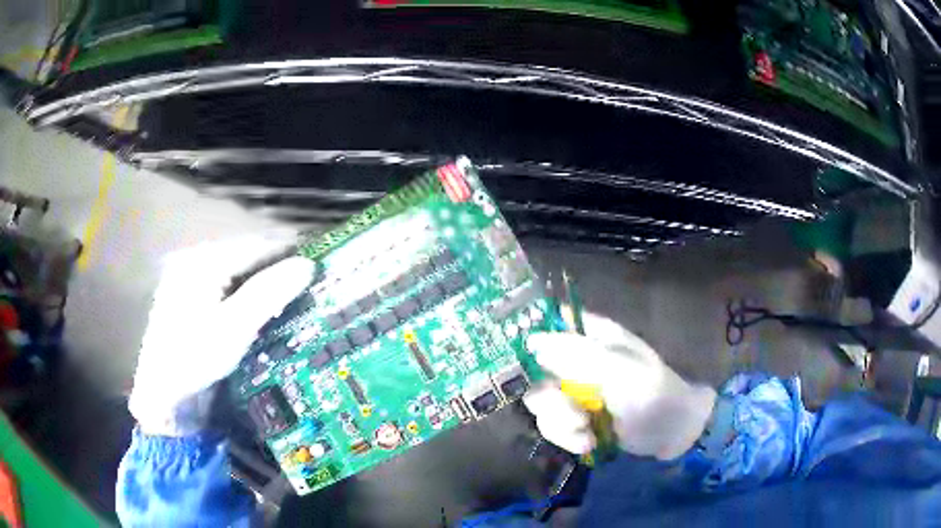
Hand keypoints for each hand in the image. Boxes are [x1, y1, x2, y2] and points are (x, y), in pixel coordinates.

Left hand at [128, 234, 315, 435]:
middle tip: (313, 285)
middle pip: (249, 258)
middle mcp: (199, 263)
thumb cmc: (194, 358)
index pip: (257, 245)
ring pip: (241, 274)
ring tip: (297, 298)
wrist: (163, 395)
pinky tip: (267, 312)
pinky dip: (251, 298)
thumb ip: (269, 292)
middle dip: (280, 269)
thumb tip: (307, 264)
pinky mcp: (194, 302)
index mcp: (205, 261)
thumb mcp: (234, 327)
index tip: (322, 261)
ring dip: (267, 284)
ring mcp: (194, 282)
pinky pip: (230, 290)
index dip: (291, 251)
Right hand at [523, 313, 715, 459]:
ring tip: (584, 430)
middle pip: (534, 369)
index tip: (513, 358)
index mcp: (590, 335)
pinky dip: (567, 437)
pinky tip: (589, 442)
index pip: (549, 322)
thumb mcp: (616, 369)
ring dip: (560, 422)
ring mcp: (574, 390)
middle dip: (549, 398)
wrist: (670, 430)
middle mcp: (576, 359)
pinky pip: (552, 425)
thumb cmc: (650, 391)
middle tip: (571, 412)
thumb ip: (574, 354)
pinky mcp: (575, 417)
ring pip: (540, 402)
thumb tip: (531, 340)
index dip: (526, 333)